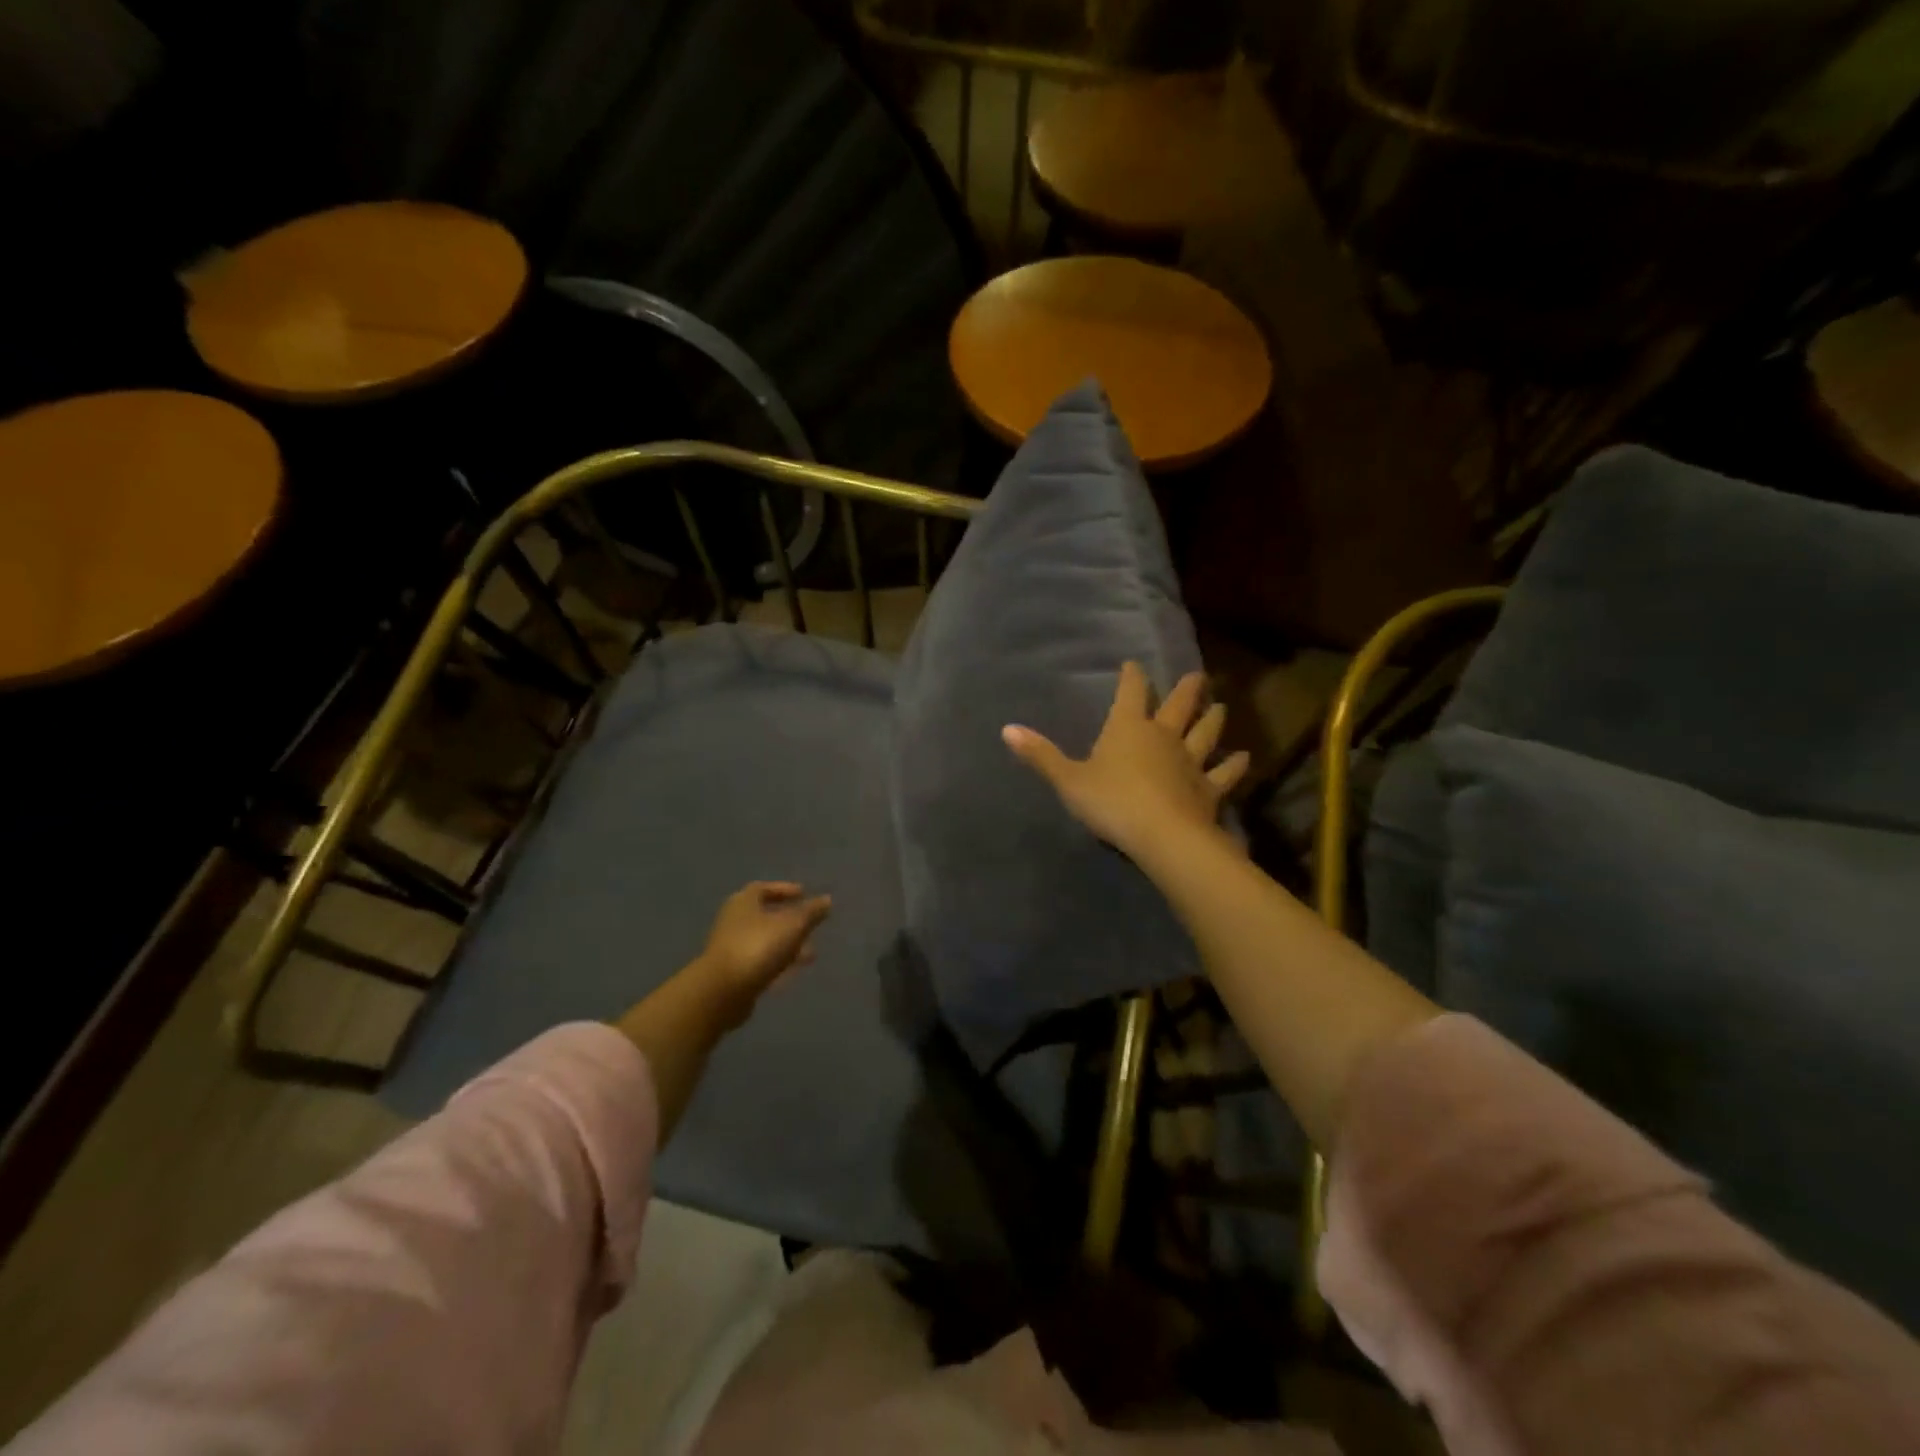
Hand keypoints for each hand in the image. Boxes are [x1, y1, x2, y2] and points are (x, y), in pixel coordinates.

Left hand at [690, 881, 831, 1021]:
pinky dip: (777, 964)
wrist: (722, 992)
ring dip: (787, 946)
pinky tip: (793, 973)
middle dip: (790, 921)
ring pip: (765, 942)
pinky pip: (760, 963)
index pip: (764, 888)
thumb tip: (827, 899)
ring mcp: (731, 949)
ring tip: (811, 954)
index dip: (785, 890)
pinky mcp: (733, 974)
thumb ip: (811, 912)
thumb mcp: (792, 925)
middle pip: (765, 916)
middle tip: (811, 926)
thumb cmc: (758, 947)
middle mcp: (734, 921)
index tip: (804, 894)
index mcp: (744, 902)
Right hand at [1002, 662, 1248, 859]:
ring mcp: (1190, 761)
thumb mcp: (1068, 780)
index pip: (1131, 692)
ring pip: (1206, 733)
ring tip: (1220, 706)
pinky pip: (1224, 773)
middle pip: (1179, 706)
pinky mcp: (1209, 789)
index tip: (1133, 665)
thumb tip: (1007, 729)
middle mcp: (1163, 736)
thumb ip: (1041, 755)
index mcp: (1128, 728)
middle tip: (1198, 676)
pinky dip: (1234, 766)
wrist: (1162, 835)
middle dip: (1187, 689)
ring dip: (1213, 719)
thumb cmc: (1110, 802)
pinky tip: (1243, 758)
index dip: (1132, 677)